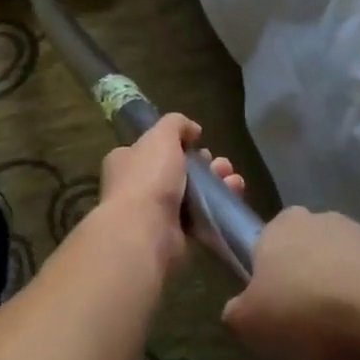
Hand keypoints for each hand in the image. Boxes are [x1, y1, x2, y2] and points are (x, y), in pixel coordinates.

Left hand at [97, 112, 245, 270]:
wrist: (147, 231)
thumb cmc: (149, 177)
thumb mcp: (161, 137)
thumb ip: (176, 124)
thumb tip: (192, 129)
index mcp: (126, 161)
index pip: (152, 148)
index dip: (177, 143)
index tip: (198, 142)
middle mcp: (136, 185)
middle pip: (176, 170)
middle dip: (203, 165)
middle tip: (221, 164)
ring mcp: (154, 212)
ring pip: (191, 193)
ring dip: (215, 183)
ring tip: (233, 180)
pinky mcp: (173, 234)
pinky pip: (198, 216)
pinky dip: (216, 207)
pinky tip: (233, 196)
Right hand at [220, 207, 359, 359]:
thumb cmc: (306, 310)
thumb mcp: (249, 325)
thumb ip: (236, 313)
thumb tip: (239, 311)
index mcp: (278, 225)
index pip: (263, 248)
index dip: (267, 282)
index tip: (274, 314)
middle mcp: (318, 218)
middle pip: (304, 255)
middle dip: (305, 286)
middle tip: (307, 329)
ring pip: (342, 268)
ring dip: (341, 296)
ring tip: (346, 341)